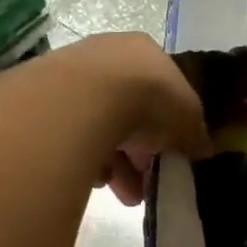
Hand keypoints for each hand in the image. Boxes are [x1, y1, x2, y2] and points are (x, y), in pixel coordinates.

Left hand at [69, 33, 210, 205]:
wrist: (86, 99)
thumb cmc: (149, 100)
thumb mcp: (188, 119)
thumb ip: (196, 134)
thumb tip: (201, 150)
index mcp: (145, 52)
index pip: (162, 92)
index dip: (170, 128)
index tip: (171, 157)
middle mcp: (108, 57)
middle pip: (131, 113)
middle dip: (142, 155)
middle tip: (148, 184)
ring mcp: (73, 77)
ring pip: (102, 129)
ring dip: (118, 166)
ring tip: (126, 195)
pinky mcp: (46, 104)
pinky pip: (75, 139)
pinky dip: (88, 161)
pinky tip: (97, 181)